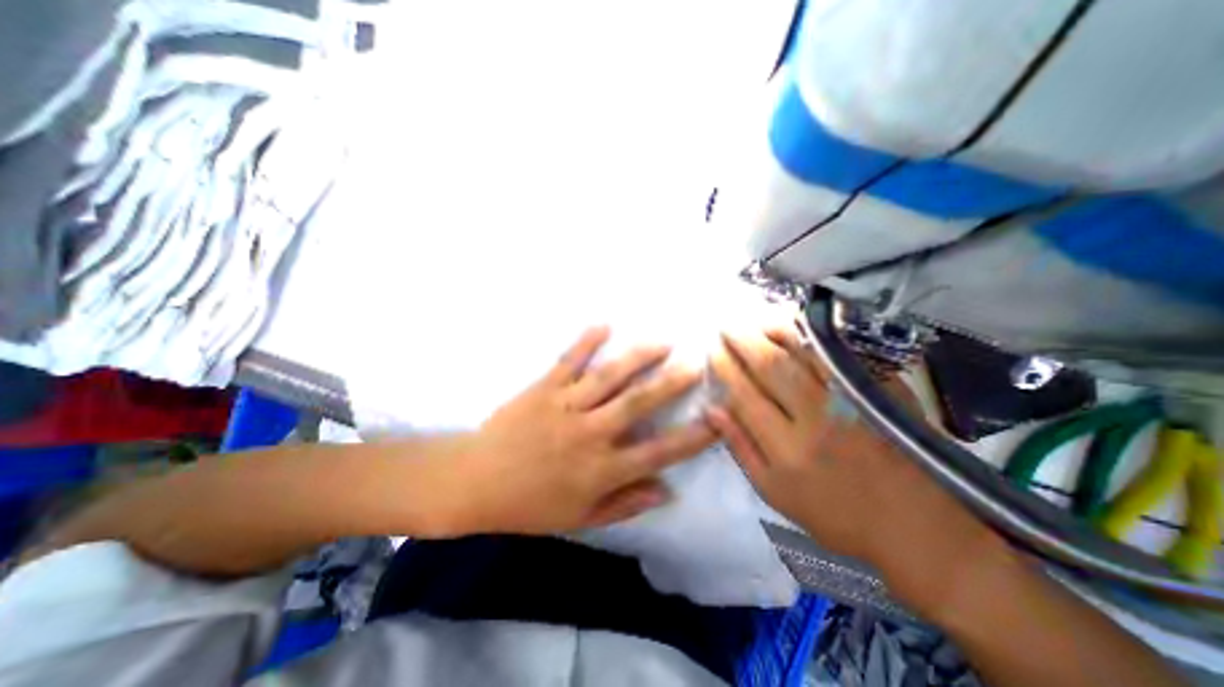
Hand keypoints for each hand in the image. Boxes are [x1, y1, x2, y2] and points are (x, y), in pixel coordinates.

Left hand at [445, 327, 719, 535]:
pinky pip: (569, 360)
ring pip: (610, 376)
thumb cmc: (529, 505)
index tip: (717, 420)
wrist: (474, 482)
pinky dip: (587, 341)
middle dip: (671, 383)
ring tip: (663, 341)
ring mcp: (566, 405)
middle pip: (638, 403)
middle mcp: (590, 433)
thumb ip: (625, 504)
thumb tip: (666, 489)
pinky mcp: (543, 387)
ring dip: (639, 357)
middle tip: (696, 363)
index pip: (658, 453)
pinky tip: (604, 324)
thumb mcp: (581, 518)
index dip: (691, 438)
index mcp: (601, 470)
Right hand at [708, 325, 991, 571]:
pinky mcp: (878, 390)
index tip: (712, 351)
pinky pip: (838, 353)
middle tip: (726, 327)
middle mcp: (816, 417)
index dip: (725, 367)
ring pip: (804, 351)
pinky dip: (813, 336)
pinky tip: (795, 325)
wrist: (918, 527)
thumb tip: (713, 409)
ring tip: (753, 319)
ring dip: (774, 330)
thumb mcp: (774, 492)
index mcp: (786, 447)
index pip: (744, 393)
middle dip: (742, 341)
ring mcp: (851, 399)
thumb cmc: (835, 514)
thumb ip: (740, 447)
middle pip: (771, 366)